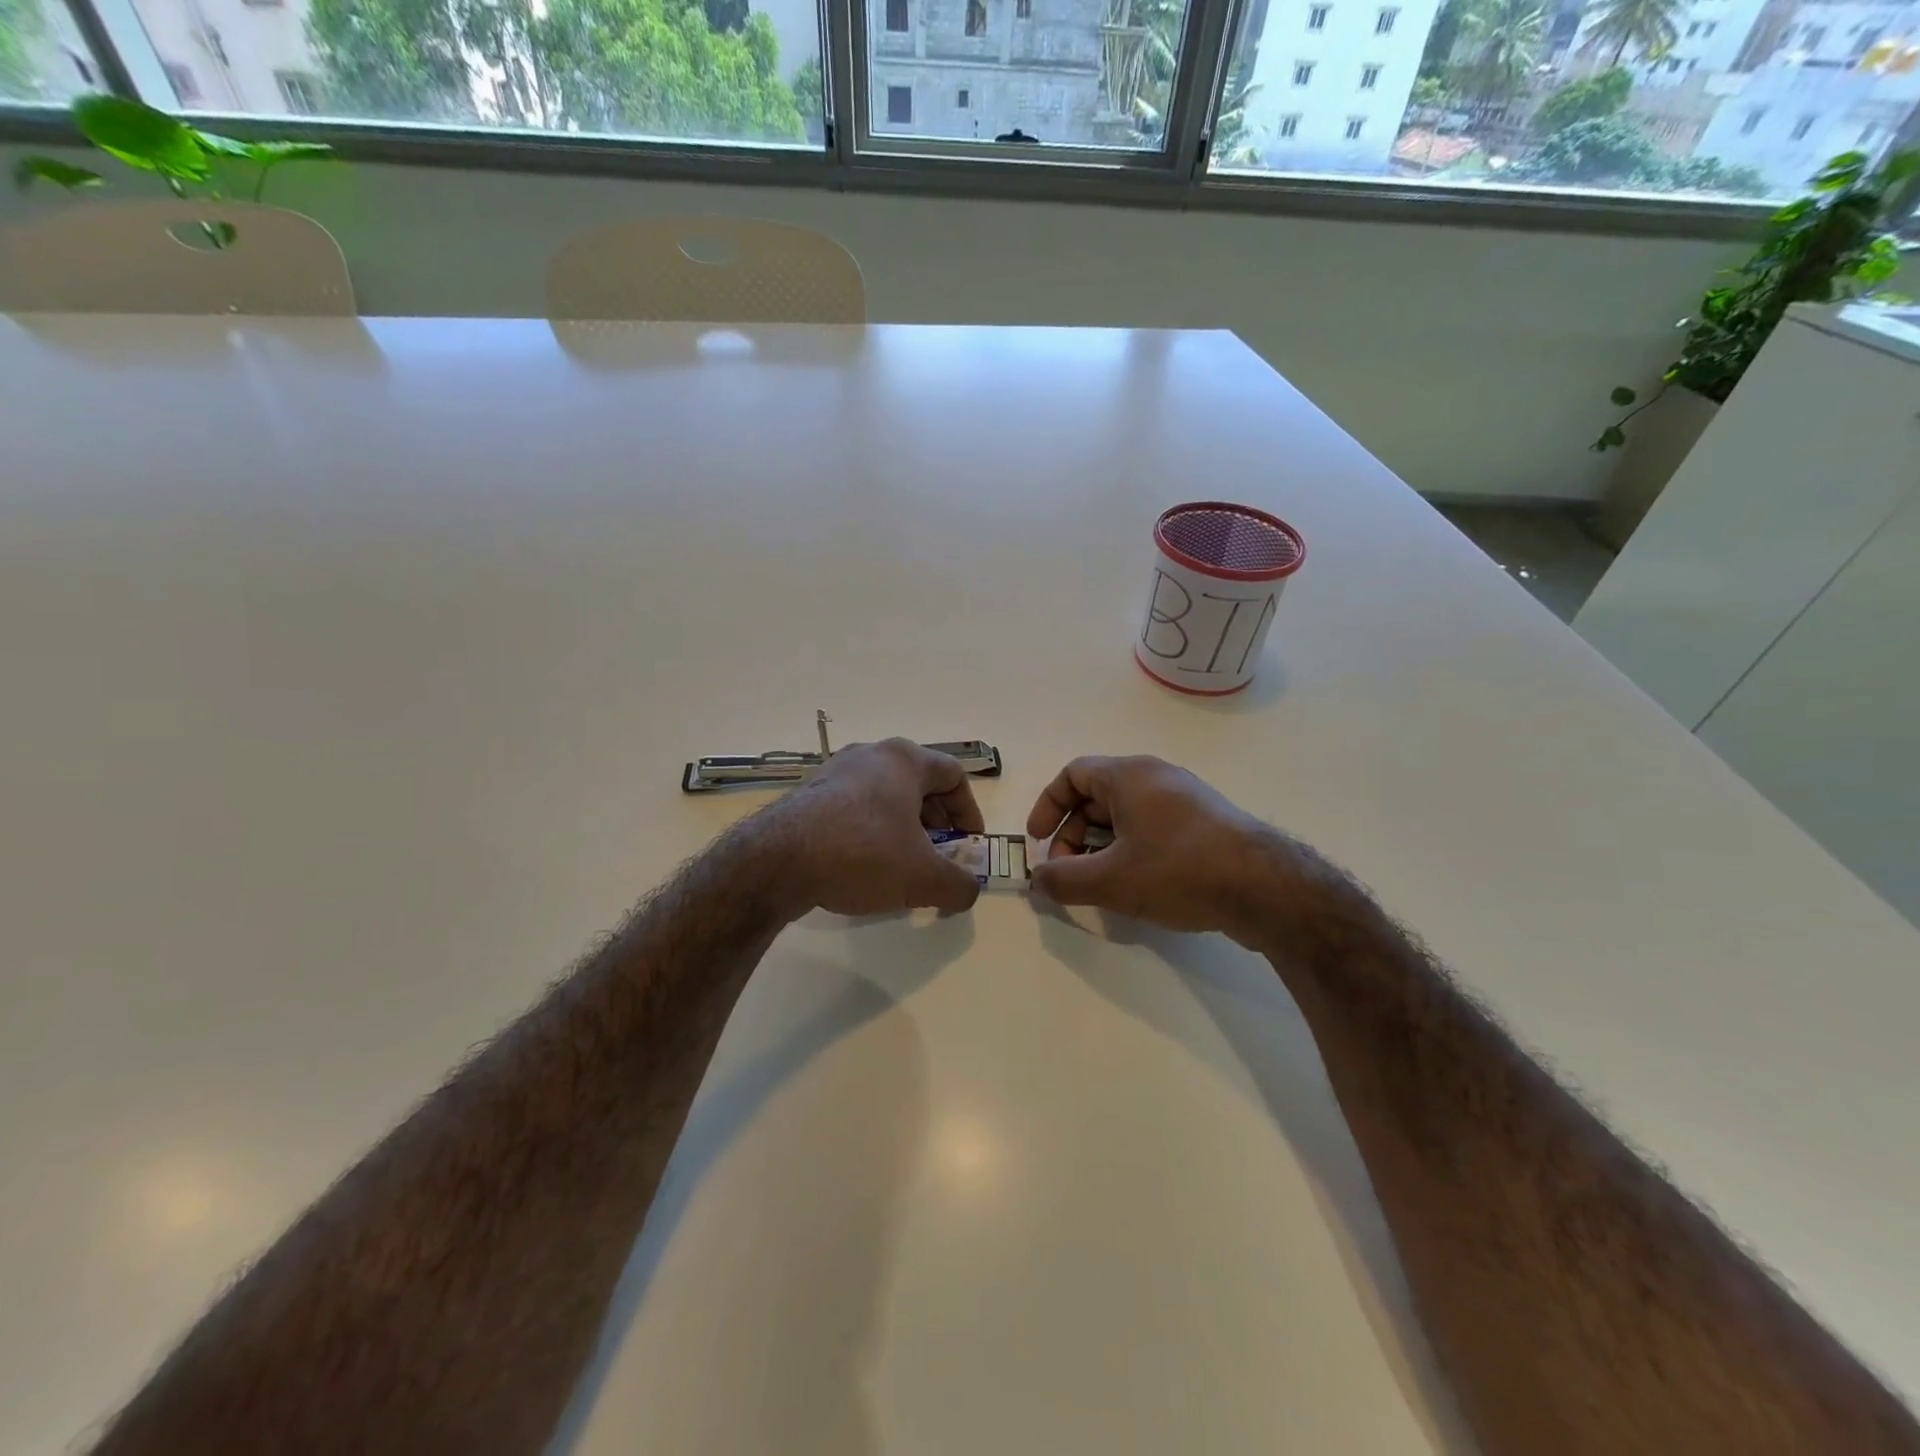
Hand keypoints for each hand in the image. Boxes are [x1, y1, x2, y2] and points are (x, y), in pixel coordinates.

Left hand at [765, 739, 985, 918]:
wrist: (778, 860)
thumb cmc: (863, 854)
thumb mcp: (924, 878)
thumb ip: (959, 885)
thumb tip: (967, 890)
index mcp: (905, 760)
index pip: (954, 775)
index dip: (969, 811)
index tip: (969, 844)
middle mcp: (871, 754)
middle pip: (919, 783)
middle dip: (937, 822)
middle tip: (939, 855)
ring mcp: (835, 771)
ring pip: (885, 795)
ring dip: (903, 827)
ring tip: (903, 864)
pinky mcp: (809, 793)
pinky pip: (854, 806)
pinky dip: (871, 830)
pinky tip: (864, 865)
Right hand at [1026, 755, 1318, 939]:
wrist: (1265, 887)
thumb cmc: (1178, 871)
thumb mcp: (1110, 881)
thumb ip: (1063, 880)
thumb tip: (1038, 880)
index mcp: (1129, 775)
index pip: (1073, 774)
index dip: (1048, 806)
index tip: (1038, 841)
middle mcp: (1156, 777)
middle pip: (1097, 796)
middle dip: (1073, 835)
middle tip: (1068, 873)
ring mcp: (1185, 799)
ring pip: (1126, 815)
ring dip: (1101, 847)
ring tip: (1099, 884)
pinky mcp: (1205, 824)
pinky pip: (1153, 827)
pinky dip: (1131, 850)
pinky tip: (1137, 885)